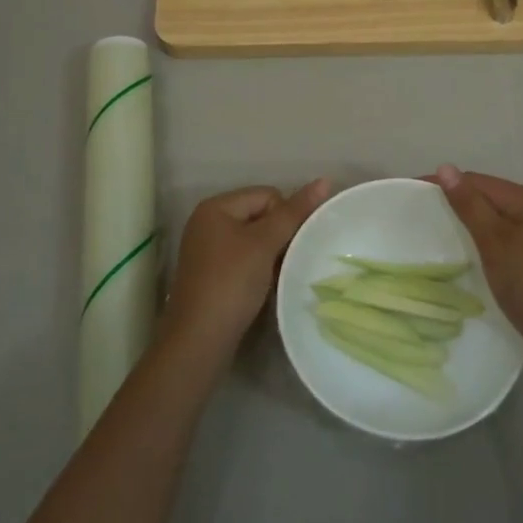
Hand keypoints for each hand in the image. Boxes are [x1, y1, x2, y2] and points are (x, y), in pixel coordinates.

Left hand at [164, 180, 330, 355]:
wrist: (199, 341)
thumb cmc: (231, 283)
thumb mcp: (264, 244)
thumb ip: (294, 212)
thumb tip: (324, 180)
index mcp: (216, 207)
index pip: (267, 195)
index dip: (285, 217)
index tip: (289, 246)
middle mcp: (208, 223)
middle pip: (260, 215)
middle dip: (279, 236)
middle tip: (287, 261)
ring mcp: (208, 250)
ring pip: (255, 240)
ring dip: (271, 255)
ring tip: (278, 276)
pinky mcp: (212, 275)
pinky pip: (244, 260)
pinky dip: (259, 269)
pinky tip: (265, 288)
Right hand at [434, 165, 522, 376]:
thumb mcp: (495, 242)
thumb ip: (470, 205)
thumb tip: (444, 167)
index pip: (476, 181)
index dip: (443, 184)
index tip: (408, 193)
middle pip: (484, 196)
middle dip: (452, 201)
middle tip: (415, 213)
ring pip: (491, 218)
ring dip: (464, 221)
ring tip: (431, 230)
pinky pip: (498, 238)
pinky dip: (477, 239)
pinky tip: (461, 251)